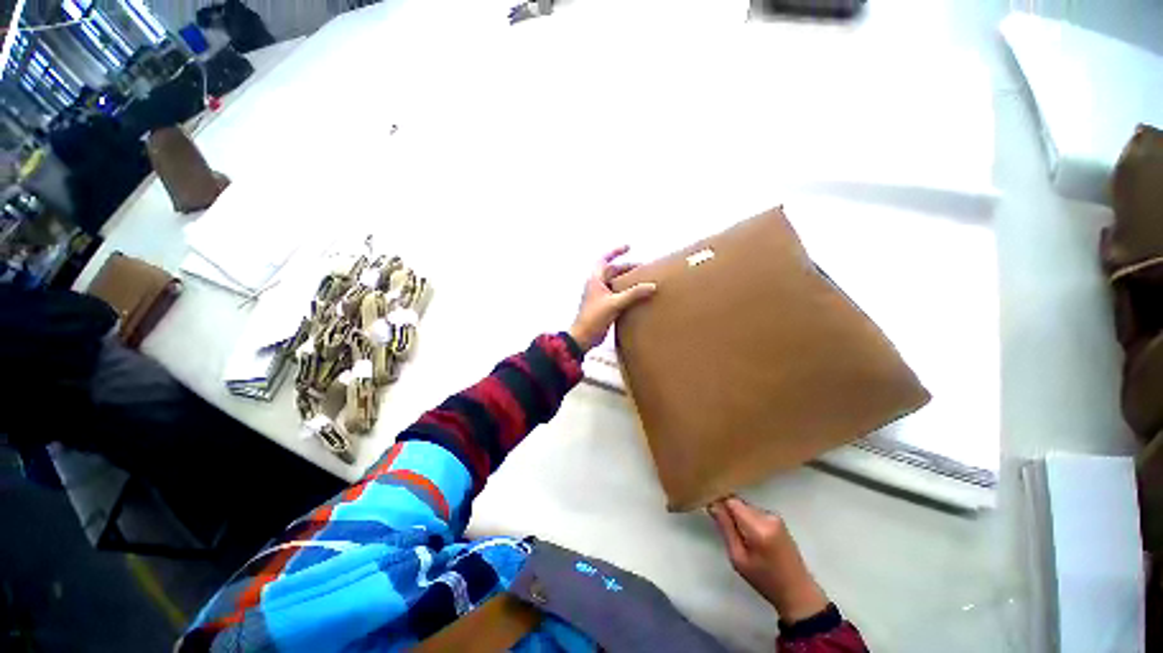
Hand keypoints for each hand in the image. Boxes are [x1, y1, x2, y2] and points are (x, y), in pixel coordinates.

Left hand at [568, 246, 656, 351]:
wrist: (584, 337)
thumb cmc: (594, 318)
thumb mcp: (614, 303)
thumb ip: (633, 294)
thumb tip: (652, 286)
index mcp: (595, 279)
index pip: (604, 259)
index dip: (616, 251)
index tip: (628, 247)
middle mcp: (597, 285)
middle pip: (613, 271)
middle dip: (627, 268)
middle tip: (644, 269)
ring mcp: (601, 296)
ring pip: (616, 284)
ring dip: (627, 281)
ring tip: (643, 281)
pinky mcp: (605, 306)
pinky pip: (618, 295)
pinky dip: (627, 293)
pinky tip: (637, 297)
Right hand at [708, 497, 829, 623]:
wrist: (797, 593)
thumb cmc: (765, 580)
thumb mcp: (738, 558)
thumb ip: (725, 528)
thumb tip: (712, 504)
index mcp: (758, 528)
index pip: (731, 501)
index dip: (718, 501)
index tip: (708, 508)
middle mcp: (768, 516)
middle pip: (738, 503)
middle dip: (728, 512)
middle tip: (723, 529)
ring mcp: (775, 517)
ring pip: (746, 507)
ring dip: (738, 517)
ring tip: (738, 537)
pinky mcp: (778, 520)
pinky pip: (754, 513)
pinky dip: (748, 520)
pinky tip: (750, 537)